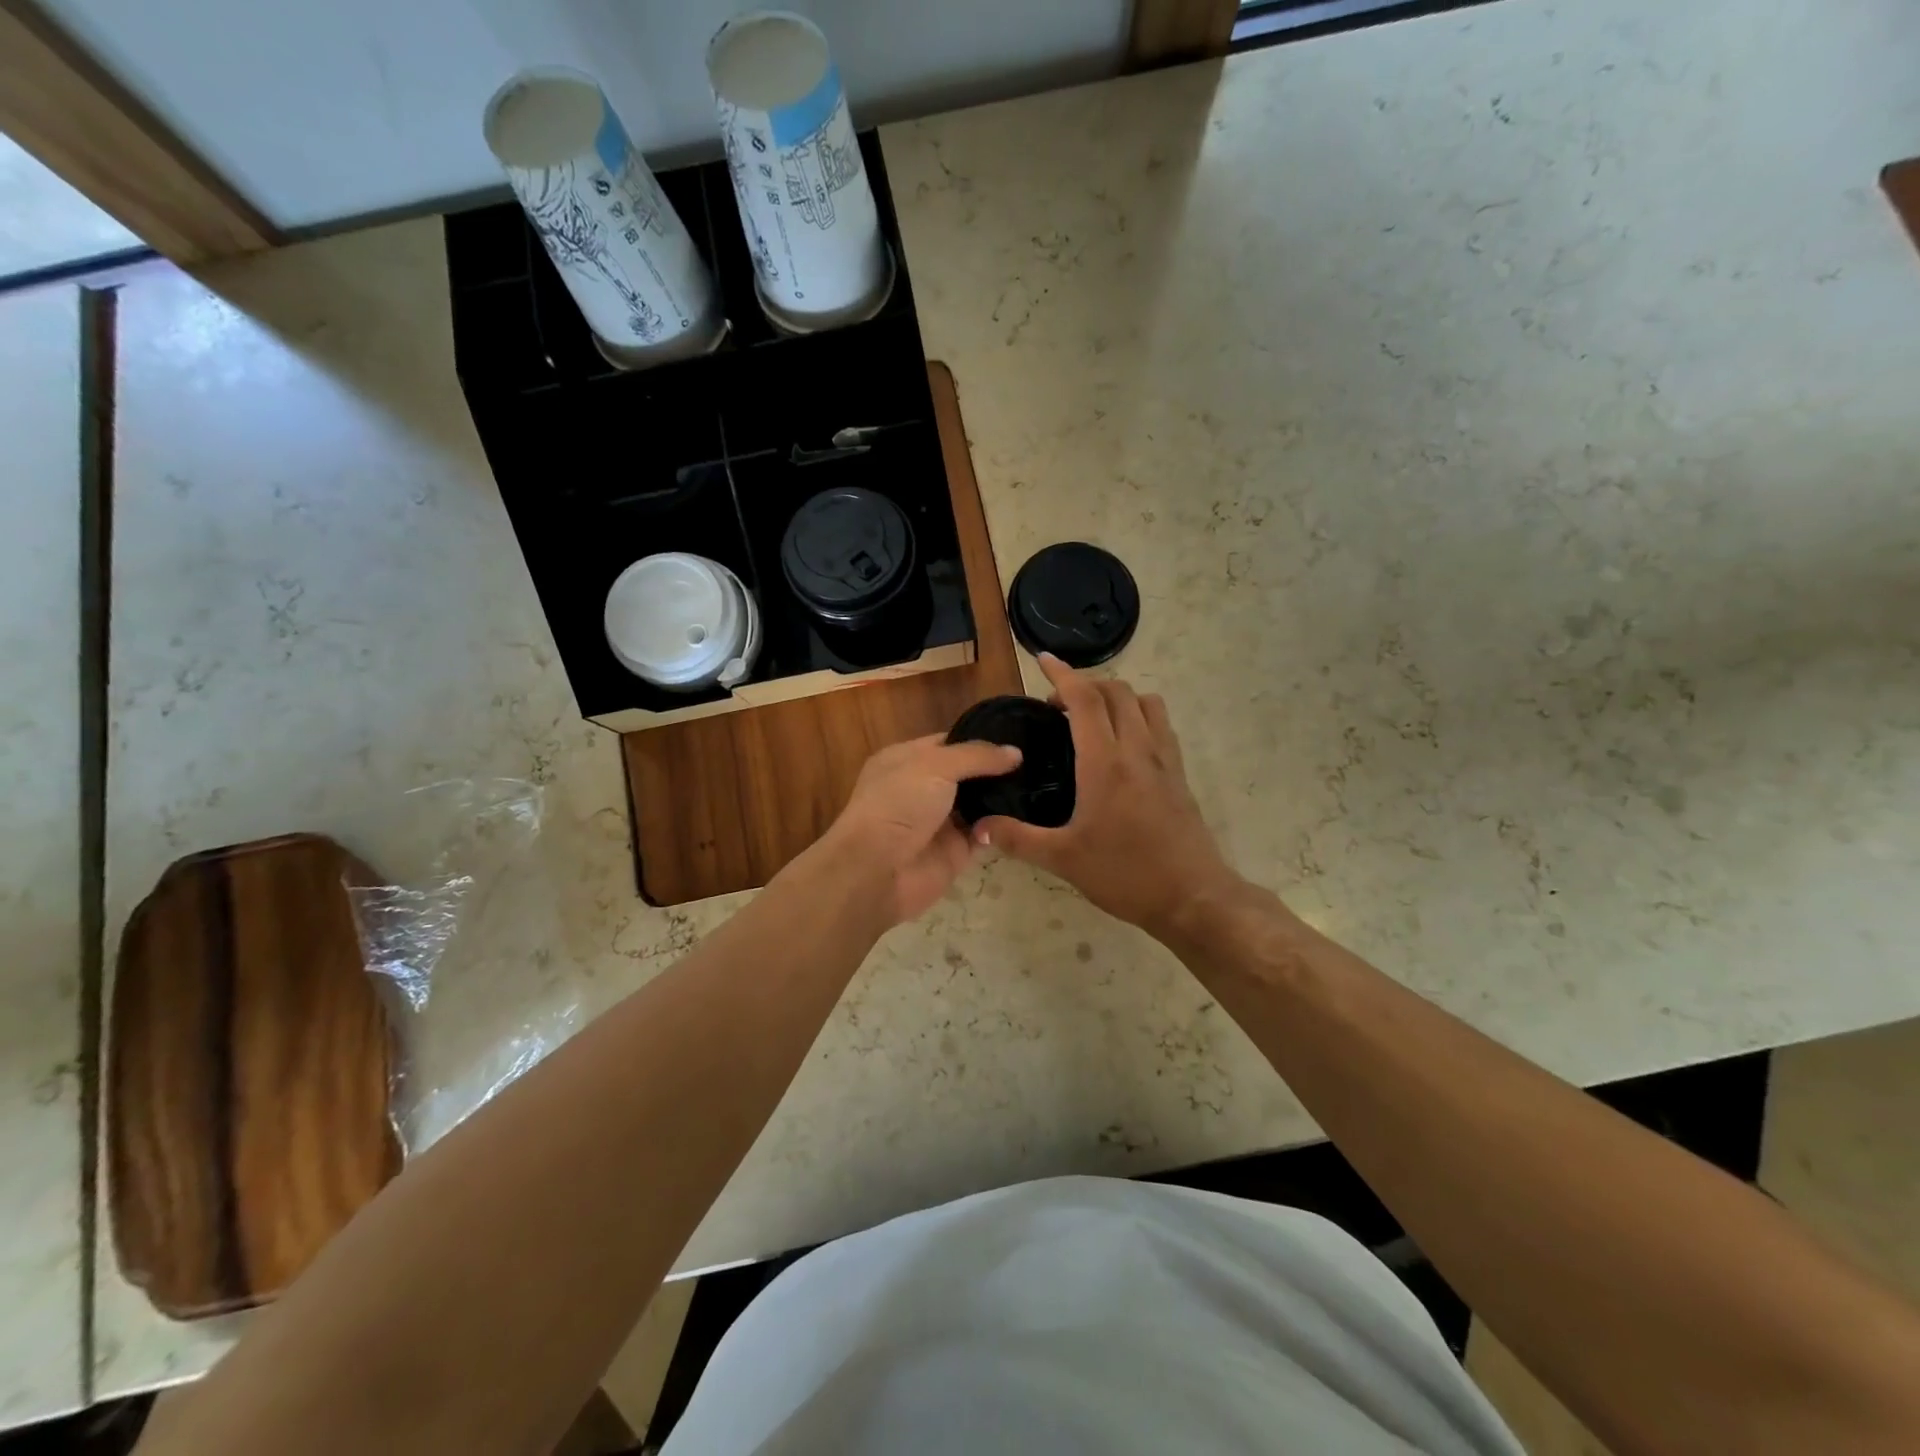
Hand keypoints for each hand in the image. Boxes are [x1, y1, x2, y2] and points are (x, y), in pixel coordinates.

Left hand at [810, 733, 1022, 926]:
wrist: (877, 869)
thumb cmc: (899, 803)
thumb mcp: (936, 765)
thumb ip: (977, 756)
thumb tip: (1016, 752)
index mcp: (907, 759)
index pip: (950, 743)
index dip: (982, 739)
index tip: (1020, 735)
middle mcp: (923, 787)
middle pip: (968, 773)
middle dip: (998, 769)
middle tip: (1040, 759)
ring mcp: (940, 820)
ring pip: (980, 803)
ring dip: (1005, 797)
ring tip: (1041, 783)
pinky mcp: (956, 851)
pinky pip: (986, 833)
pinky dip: (1004, 826)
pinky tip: (1031, 814)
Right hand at [975, 655, 1239, 936]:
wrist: (1192, 897)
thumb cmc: (1125, 874)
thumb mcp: (1063, 859)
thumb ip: (1018, 839)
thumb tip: (979, 827)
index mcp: (1105, 762)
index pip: (1084, 699)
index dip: (1062, 674)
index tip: (1043, 660)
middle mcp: (1138, 749)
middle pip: (1116, 691)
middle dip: (1085, 685)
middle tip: (1057, 707)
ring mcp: (1164, 760)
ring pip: (1145, 702)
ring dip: (1117, 697)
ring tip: (1092, 719)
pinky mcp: (1179, 774)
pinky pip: (1161, 725)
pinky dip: (1139, 716)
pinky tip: (1123, 746)